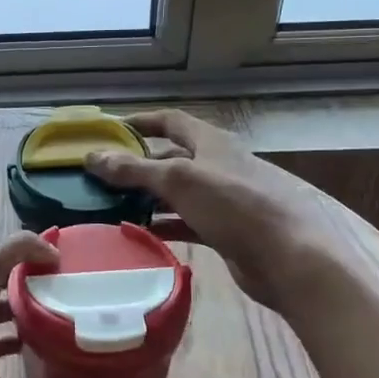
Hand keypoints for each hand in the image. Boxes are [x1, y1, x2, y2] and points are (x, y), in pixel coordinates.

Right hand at [87, 109, 335, 312]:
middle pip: (171, 157)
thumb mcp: (179, 180)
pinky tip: (141, 232)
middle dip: (139, 164)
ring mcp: (223, 198)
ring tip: (113, 205)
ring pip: (177, 192)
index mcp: (211, 142)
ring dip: (148, 196)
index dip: (141, 121)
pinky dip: (164, 224)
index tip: (110, 130)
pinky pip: (187, 221)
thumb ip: (134, 169)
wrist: (286, 257)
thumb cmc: (233, 205)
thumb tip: (92, 156)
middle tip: (103, 176)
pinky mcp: (225, 229)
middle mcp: (217, 165)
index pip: (171, 120)